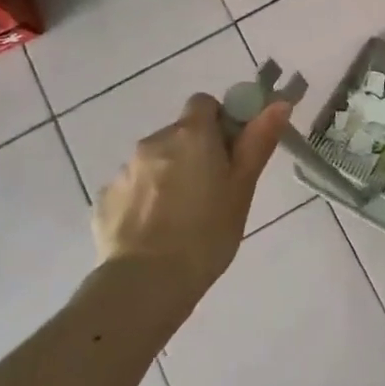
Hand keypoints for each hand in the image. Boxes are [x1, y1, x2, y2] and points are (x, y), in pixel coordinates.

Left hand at [94, 94, 290, 302]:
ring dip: (168, 177)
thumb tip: (278, 103)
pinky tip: (155, 232)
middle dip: (194, 153)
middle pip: (179, 134)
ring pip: (154, 162)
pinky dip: (144, 201)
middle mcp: (153, 142)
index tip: (230, 153)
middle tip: (212, 192)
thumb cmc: (207, 232)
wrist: (147, 282)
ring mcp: (124, 171)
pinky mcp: (105, 199)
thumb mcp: (243, 188)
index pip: (204, 104)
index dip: (219, 122)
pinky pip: (132, 189)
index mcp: (191, 134)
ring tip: (182, 218)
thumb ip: (258, 141)